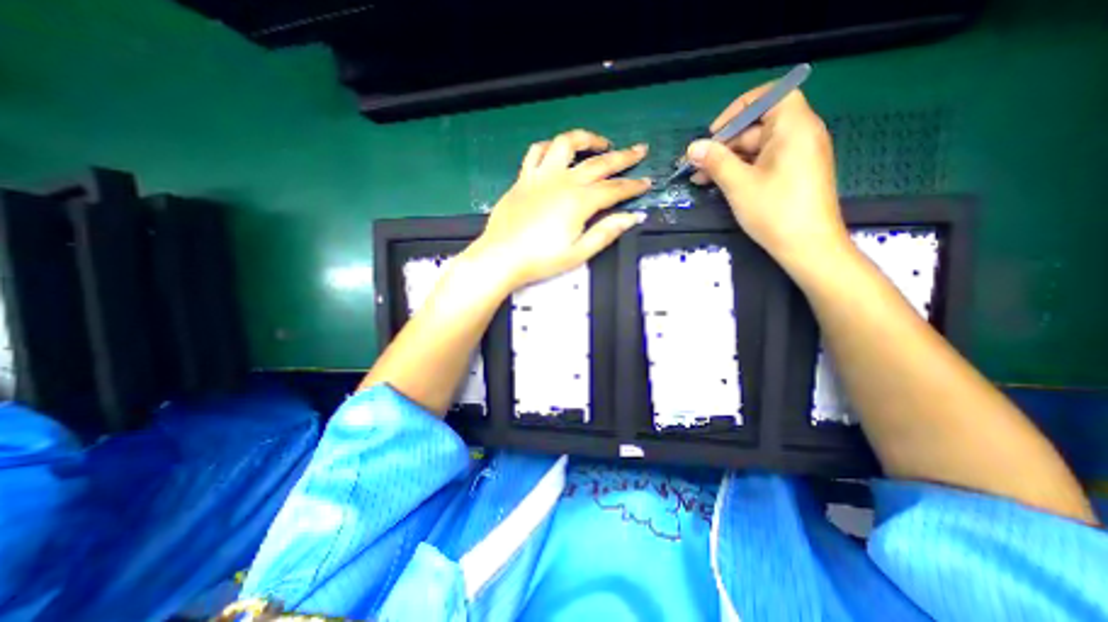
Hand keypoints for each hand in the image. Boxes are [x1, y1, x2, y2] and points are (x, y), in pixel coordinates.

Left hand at [464, 126, 650, 291]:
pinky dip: (550, 146)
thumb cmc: (541, 259)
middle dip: (623, 157)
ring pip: (566, 144)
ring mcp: (541, 176)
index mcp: (579, 201)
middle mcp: (563, 181)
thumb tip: (633, 217)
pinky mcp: (523, 178)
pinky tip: (558, 150)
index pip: (614, 189)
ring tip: (600, 143)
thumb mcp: (579, 253)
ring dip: (587, 139)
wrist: (502, 257)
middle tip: (639, 150)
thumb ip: (606, 232)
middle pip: (599, 163)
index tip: (647, 182)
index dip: (633, 186)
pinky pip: (536, 152)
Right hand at [690, 84, 850, 268]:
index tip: (713, 132)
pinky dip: (741, 170)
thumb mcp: (739, 185)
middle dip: (724, 143)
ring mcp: (797, 156)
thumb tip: (693, 147)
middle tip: (697, 164)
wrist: (808, 247)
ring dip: (727, 160)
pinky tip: (718, 184)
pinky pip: (763, 162)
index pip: (770, 96)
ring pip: (756, 148)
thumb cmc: (775, 211)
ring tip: (699, 179)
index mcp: (794, 127)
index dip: (738, 110)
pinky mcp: (793, 174)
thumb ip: (715, 161)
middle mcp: (800, 135)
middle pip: (758, 126)